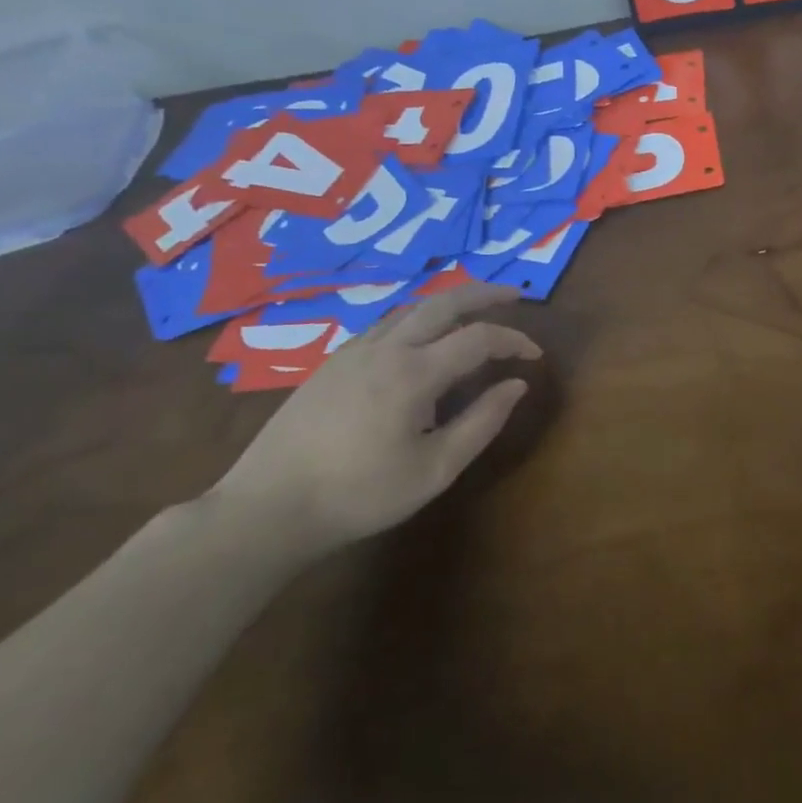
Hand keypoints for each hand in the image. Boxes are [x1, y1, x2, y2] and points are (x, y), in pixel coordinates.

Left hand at [209, 282, 540, 555]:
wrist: (266, 509)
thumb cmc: (359, 494)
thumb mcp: (435, 469)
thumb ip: (482, 422)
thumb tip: (517, 385)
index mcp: (414, 372)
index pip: (479, 338)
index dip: (514, 340)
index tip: (535, 357)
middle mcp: (385, 348)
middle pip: (443, 301)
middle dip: (485, 293)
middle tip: (515, 294)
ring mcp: (353, 352)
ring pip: (411, 308)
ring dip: (449, 302)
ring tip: (474, 310)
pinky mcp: (331, 364)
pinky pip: (386, 324)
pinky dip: (418, 318)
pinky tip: (421, 339)